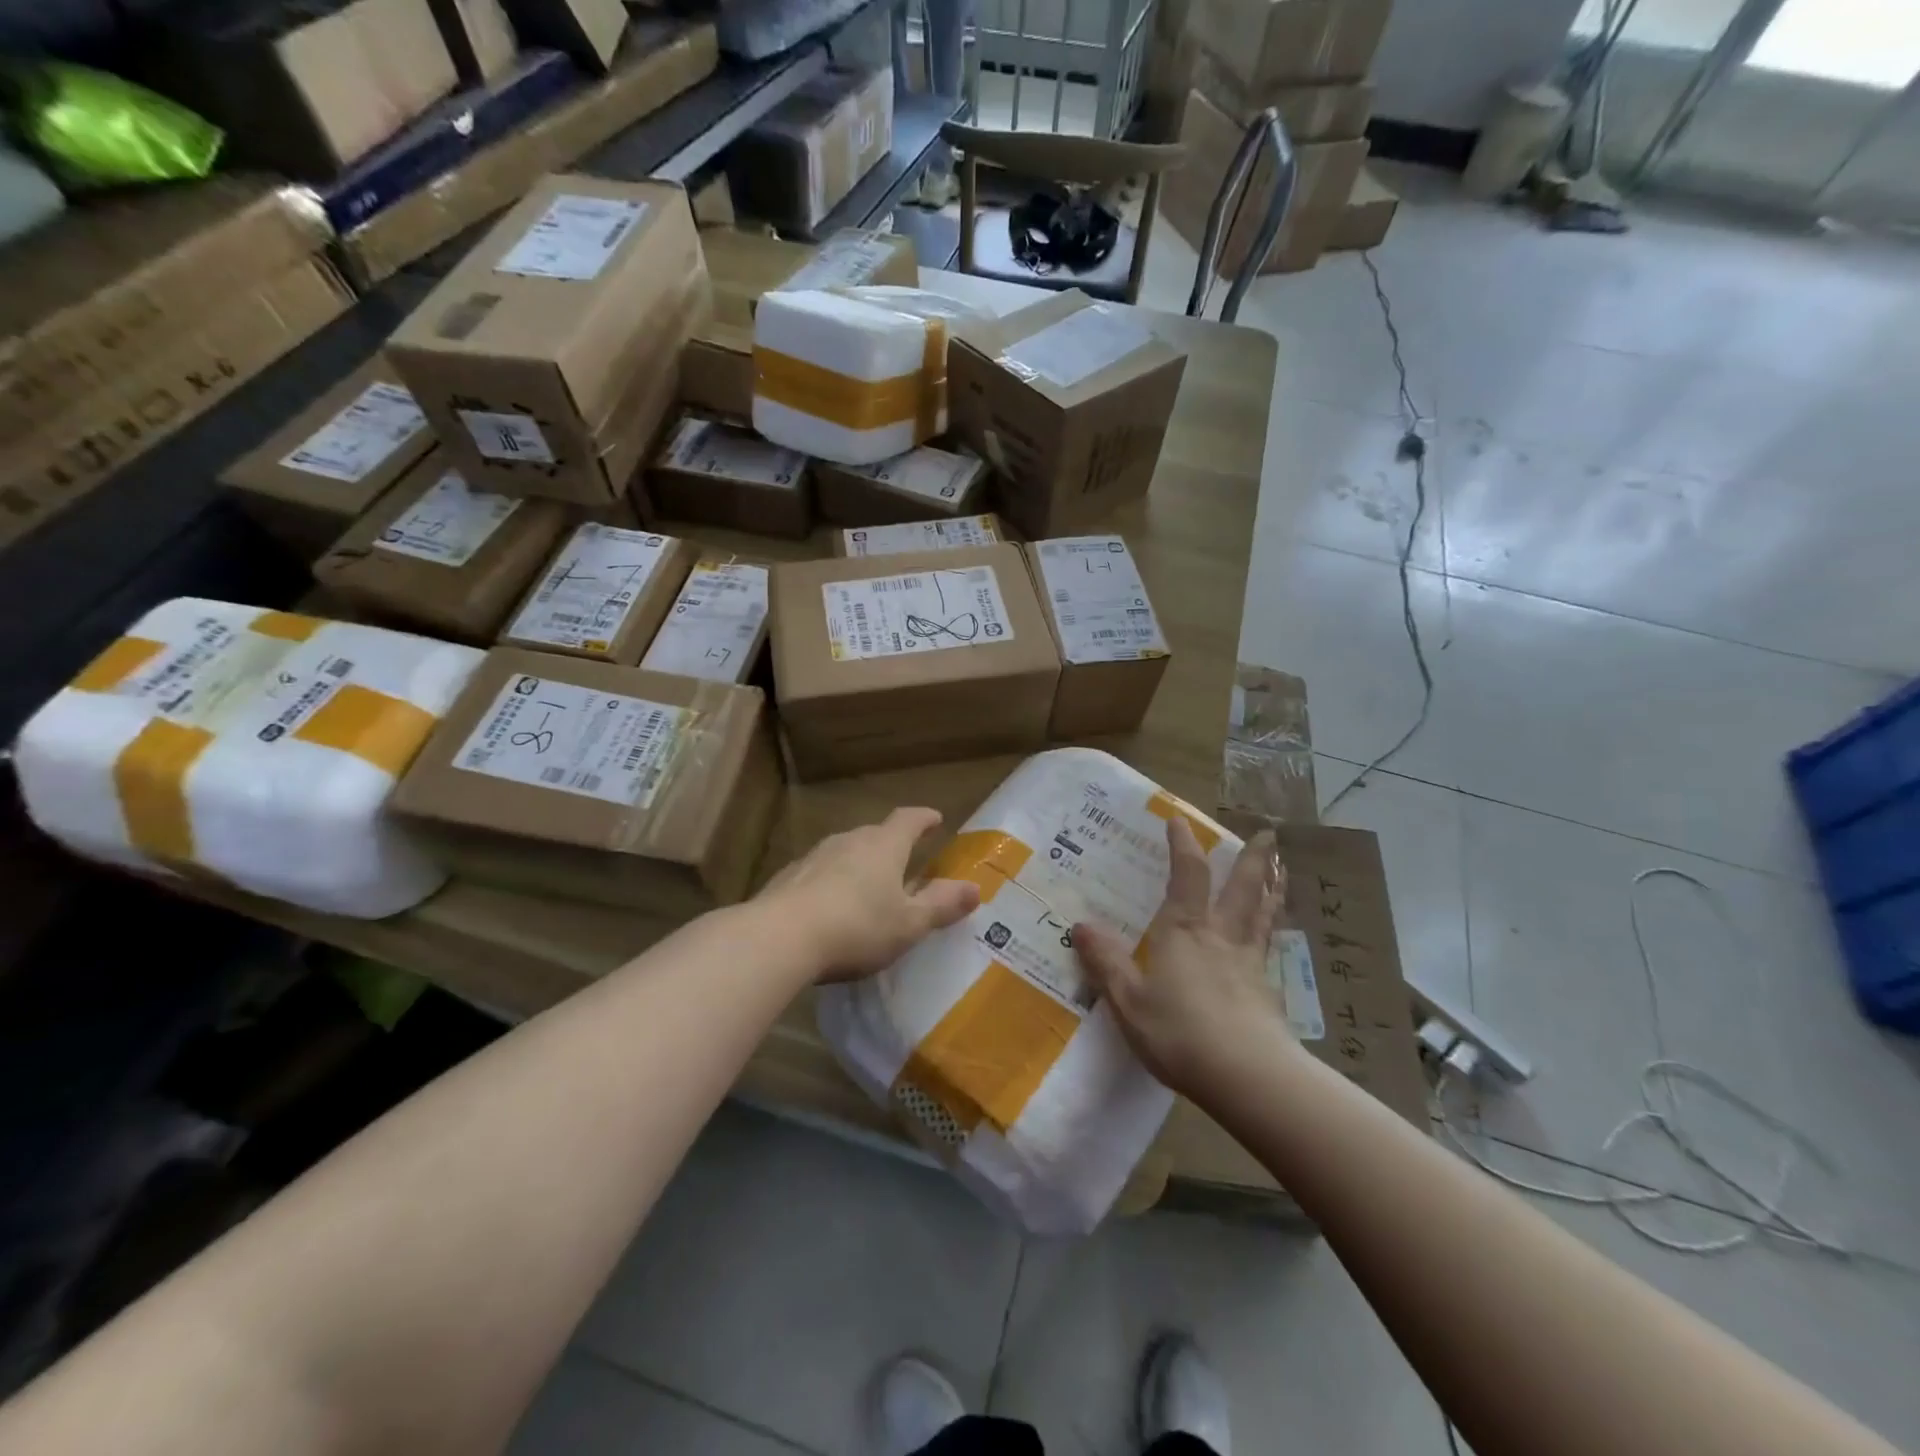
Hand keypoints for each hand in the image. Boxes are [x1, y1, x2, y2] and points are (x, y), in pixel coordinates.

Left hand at [758, 807, 979, 981]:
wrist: (780, 938)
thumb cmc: (857, 927)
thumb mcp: (909, 923)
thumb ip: (941, 905)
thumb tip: (974, 888)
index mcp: (884, 846)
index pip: (908, 820)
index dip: (924, 819)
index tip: (935, 819)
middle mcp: (849, 841)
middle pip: (875, 834)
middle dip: (891, 845)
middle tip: (904, 861)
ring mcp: (814, 856)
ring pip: (845, 852)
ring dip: (859, 864)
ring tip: (867, 887)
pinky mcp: (788, 878)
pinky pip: (819, 874)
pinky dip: (831, 884)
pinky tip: (830, 908)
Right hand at [1073, 816, 1290, 1101]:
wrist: (1248, 1076)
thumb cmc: (1180, 1032)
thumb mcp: (1129, 999)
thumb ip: (1106, 962)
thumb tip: (1080, 924)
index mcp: (1185, 930)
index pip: (1187, 874)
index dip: (1183, 845)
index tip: (1180, 820)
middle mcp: (1221, 935)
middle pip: (1243, 887)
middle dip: (1253, 857)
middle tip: (1267, 833)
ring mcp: (1250, 962)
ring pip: (1264, 913)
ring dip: (1272, 886)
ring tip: (1282, 867)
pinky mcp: (1268, 991)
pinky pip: (1270, 946)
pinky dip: (1274, 929)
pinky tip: (1274, 935)